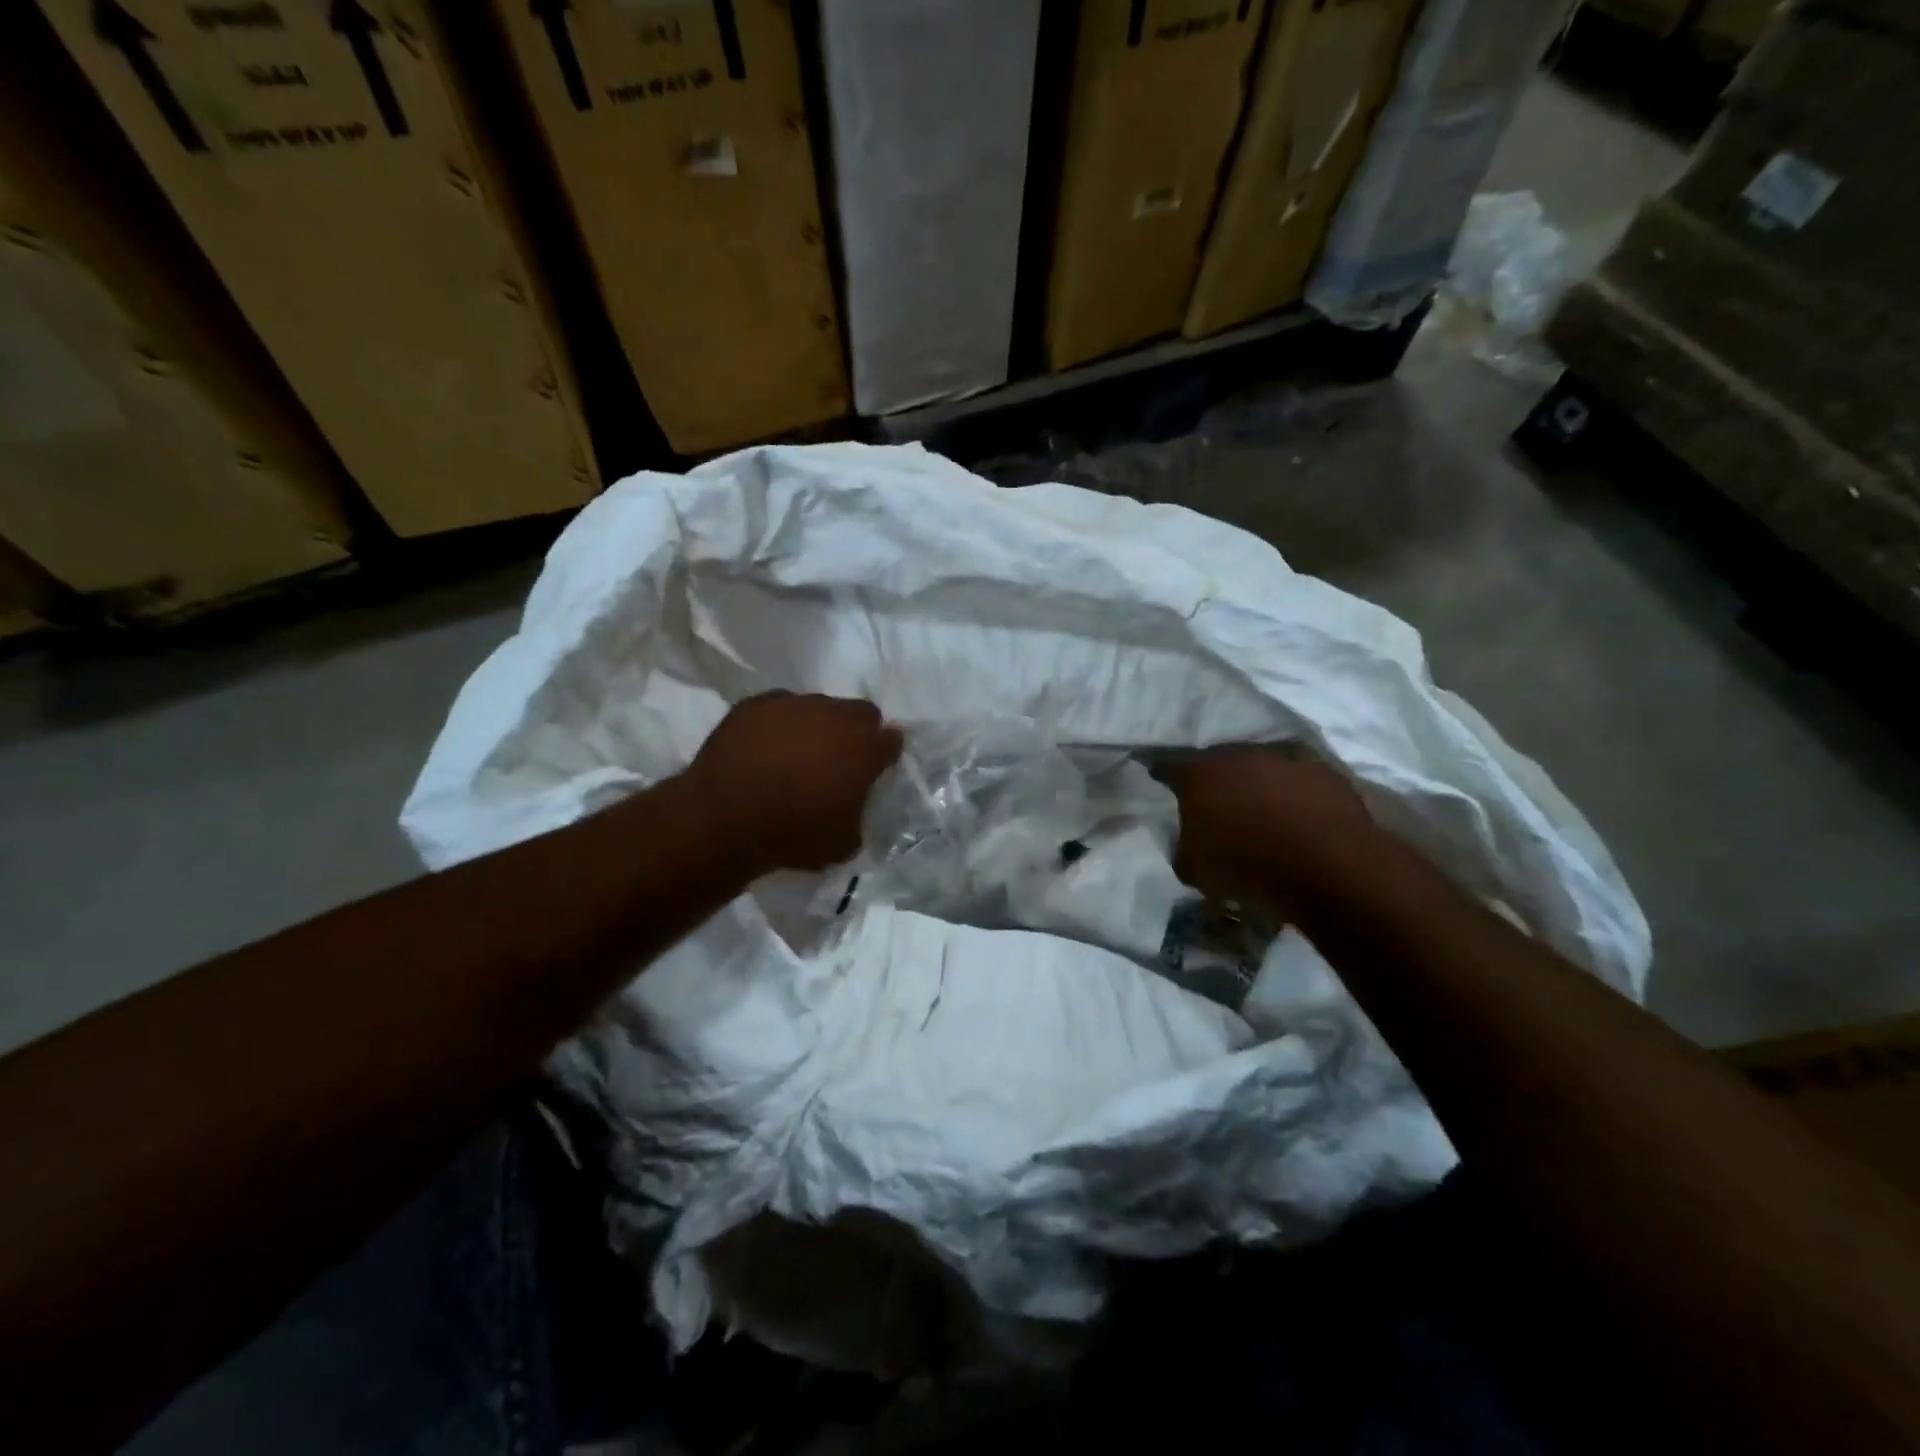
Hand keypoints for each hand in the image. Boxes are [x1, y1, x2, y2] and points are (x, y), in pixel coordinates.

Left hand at [686, 692, 902, 872]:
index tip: (875, 770)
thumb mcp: (844, 842)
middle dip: (857, 733)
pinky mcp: (755, 704)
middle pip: (860, 713)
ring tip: (797, 755)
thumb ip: (859, 813)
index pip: (892, 740)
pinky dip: (779, 725)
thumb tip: (853, 804)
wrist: (722, 820)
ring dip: (817, 726)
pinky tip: (765, 750)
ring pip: (818, 706)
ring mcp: (793, 704)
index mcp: (864, 748)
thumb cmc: (792, 835)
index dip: (885, 755)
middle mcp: (834, 715)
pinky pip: (779, 709)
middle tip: (840, 760)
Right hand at [1152, 745, 1373, 910]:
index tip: (1158, 780)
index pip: (1167, 764)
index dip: (1160, 773)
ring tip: (1257, 808)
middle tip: (1212, 800)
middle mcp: (1239, 755)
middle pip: (1216, 759)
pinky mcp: (1323, 772)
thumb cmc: (1248, 867)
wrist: (1329, 868)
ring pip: (1258, 765)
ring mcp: (1284, 759)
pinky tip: (1295, 815)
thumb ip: (1181, 846)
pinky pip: (1297, 779)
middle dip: (1212, 778)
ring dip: (1254, 782)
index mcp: (1199, 773)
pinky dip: (1291, 793)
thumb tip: (1187, 838)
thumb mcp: (1193, 870)